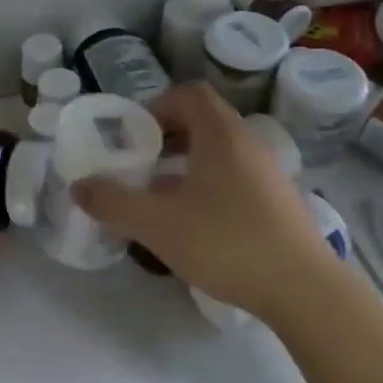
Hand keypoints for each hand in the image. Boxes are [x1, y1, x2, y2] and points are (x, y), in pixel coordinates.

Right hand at [73, 83, 339, 322]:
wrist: (303, 289)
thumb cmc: (226, 243)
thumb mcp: (157, 224)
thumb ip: (113, 203)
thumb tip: (79, 186)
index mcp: (221, 135)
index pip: (189, 94)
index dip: (157, 106)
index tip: (134, 137)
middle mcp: (248, 143)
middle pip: (204, 120)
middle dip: (167, 137)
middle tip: (142, 165)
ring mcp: (269, 172)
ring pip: (220, 151)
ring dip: (187, 163)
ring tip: (163, 197)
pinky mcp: (279, 200)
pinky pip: (236, 175)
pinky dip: (210, 184)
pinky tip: (197, 223)